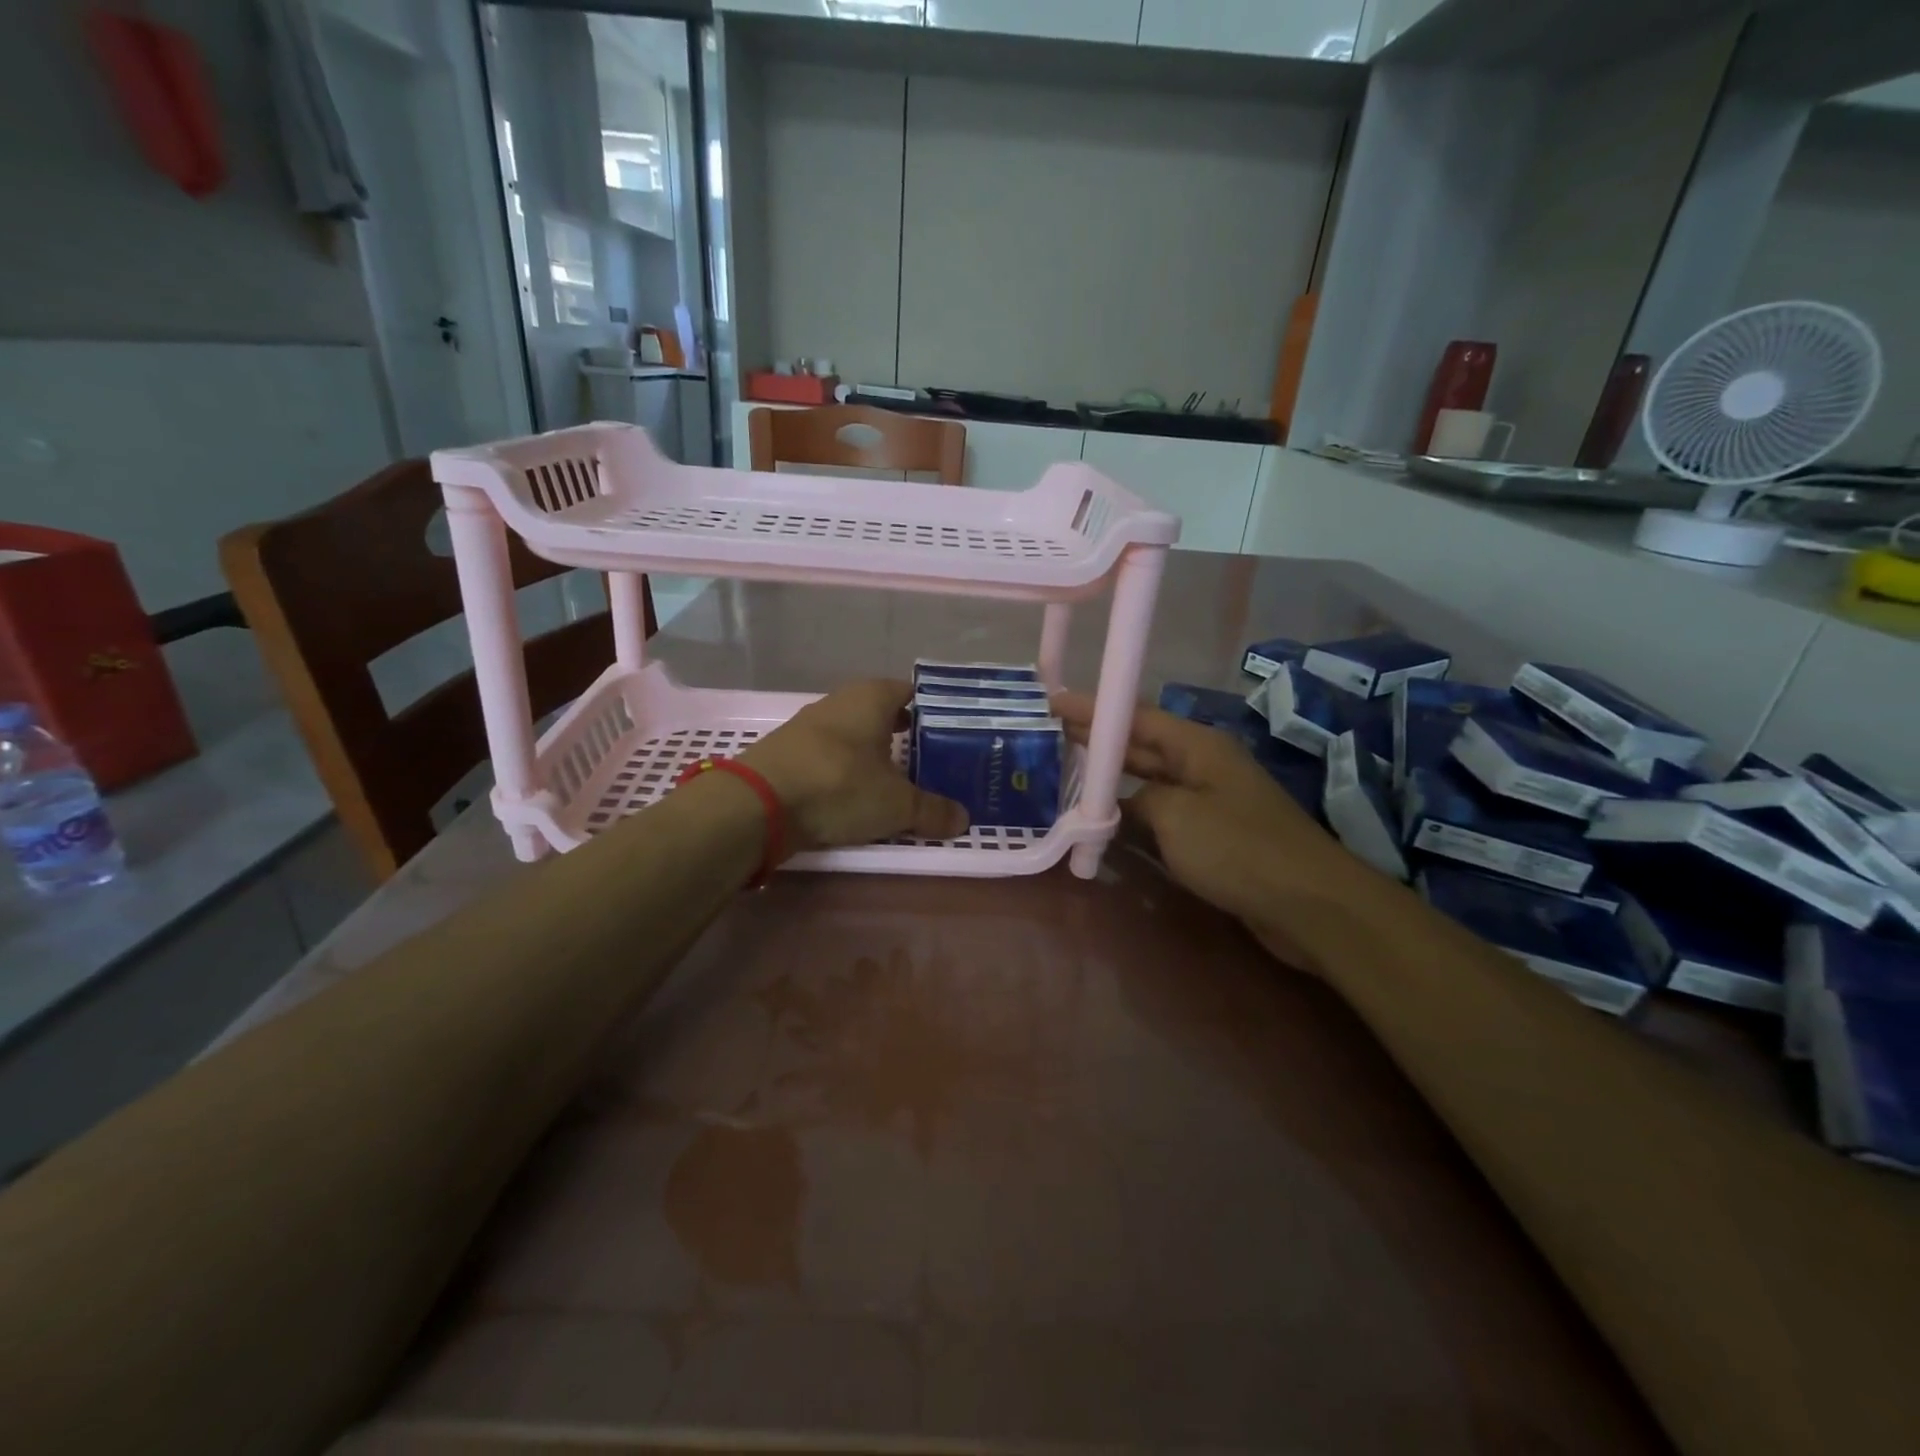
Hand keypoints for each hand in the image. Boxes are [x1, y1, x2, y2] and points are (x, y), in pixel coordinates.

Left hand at [741, 680, 967, 852]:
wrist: (757, 804)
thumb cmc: (838, 786)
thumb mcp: (896, 805)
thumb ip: (932, 810)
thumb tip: (964, 819)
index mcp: (871, 697)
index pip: (910, 691)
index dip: (931, 710)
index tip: (950, 733)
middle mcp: (840, 702)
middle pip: (881, 713)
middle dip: (904, 734)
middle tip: (931, 760)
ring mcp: (809, 726)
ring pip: (854, 735)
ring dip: (873, 754)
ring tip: (898, 781)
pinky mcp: (788, 752)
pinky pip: (830, 756)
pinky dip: (846, 770)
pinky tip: (856, 793)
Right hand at [1053, 691, 1373, 949]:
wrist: (1308, 904)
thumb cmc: (1239, 848)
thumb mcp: (1176, 816)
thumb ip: (1137, 801)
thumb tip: (1121, 805)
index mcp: (1197, 746)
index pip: (1135, 717)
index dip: (1093, 709)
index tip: (1052, 703)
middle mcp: (1203, 765)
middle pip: (1141, 746)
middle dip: (1097, 742)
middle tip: (1048, 739)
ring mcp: (1210, 801)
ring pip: (1149, 782)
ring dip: (1111, 782)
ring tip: (1065, 778)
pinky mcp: (1213, 835)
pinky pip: (1162, 815)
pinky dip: (1132, 816)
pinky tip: (1104, 823)